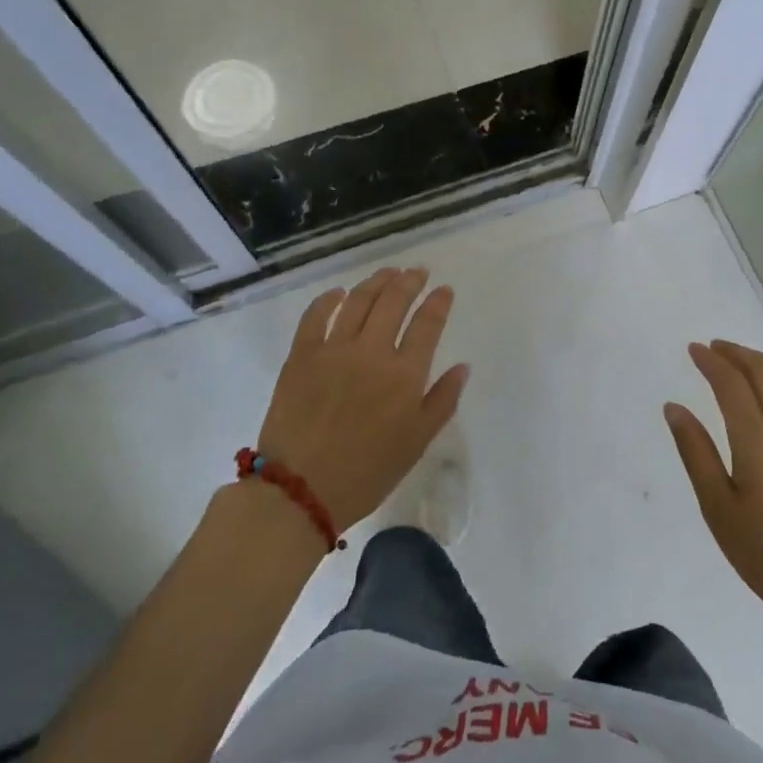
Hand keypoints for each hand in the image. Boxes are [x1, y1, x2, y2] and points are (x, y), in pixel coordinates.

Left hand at [256, 266, 469, 533]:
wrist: (300, 490)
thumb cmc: (366, 472)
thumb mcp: (416, 443)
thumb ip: (443, 401)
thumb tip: (462, 367)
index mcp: (404, 375)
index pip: (427, 325)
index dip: (438, 303)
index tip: (444, 290)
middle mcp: (371, 352)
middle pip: (394, 302)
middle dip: (409, 281)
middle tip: (417, 272)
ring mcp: (333, 349)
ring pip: (358, 301)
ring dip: (376, 282)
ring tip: (388, 273)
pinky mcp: (301, 355)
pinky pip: (315, 316)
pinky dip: (328, 299)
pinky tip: (339, 293)